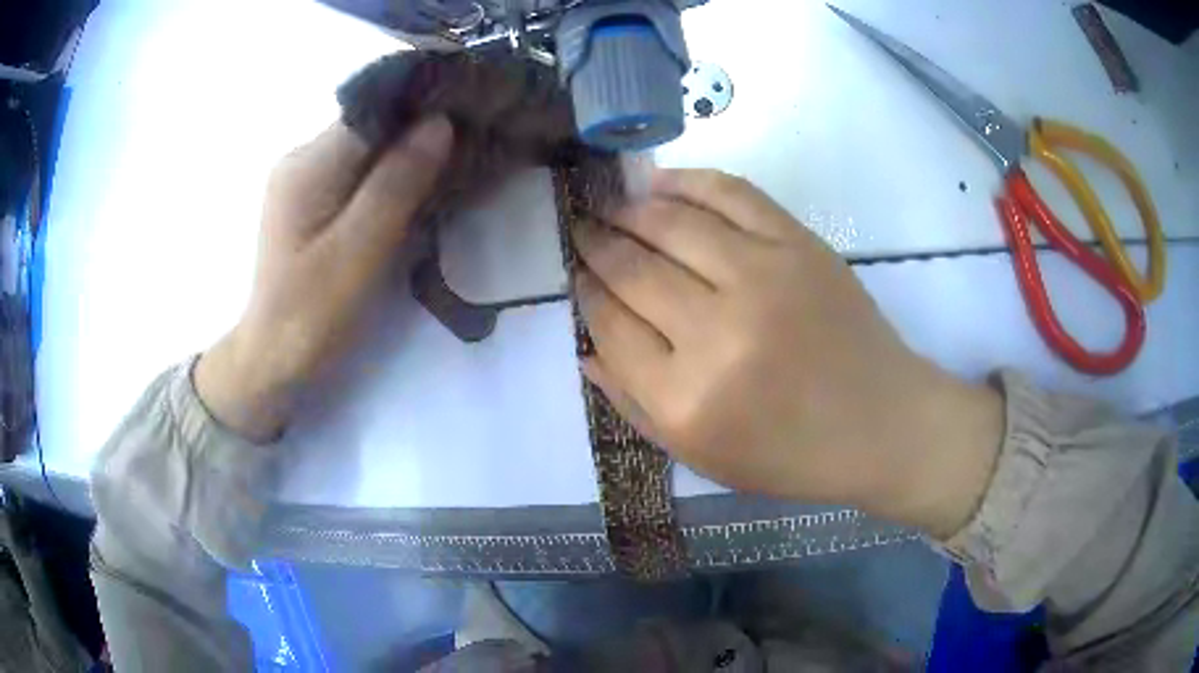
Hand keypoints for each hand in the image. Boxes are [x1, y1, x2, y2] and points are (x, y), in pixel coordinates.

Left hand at [195, 118, 453, 441]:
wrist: (273, 361)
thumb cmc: (311, 315)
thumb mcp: (357, 252)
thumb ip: (396, 184)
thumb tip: (440, 121)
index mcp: (308, 165)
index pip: (375, 110)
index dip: (425, 105)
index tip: (475, 108)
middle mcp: (304, 160)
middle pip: (374, 126)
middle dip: (424, 130)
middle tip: (477, 141)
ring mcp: (308, 181)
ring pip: (371, 149)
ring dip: (413, 154)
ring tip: (461, 162)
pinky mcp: (316, 202)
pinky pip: (362, 173)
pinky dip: (396, 176)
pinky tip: (424, 190)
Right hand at [572, 169, 1003, 536]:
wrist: (880, 423)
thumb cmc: (789, 454)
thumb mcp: (700, 456)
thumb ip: (633, 404)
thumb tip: (585, 347)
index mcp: (685, 399)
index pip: (609, 325)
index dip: (585, 292)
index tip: (576, 272)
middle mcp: (716, 333)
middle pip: (631, 270)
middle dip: (595, 243)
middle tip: (578, 227)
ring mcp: (762, 278)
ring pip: (669, 223)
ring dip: (627, 209)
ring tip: (609, 205)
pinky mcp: (798, 245)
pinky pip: (728, 194)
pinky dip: (684, 181)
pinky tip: (657, 182)